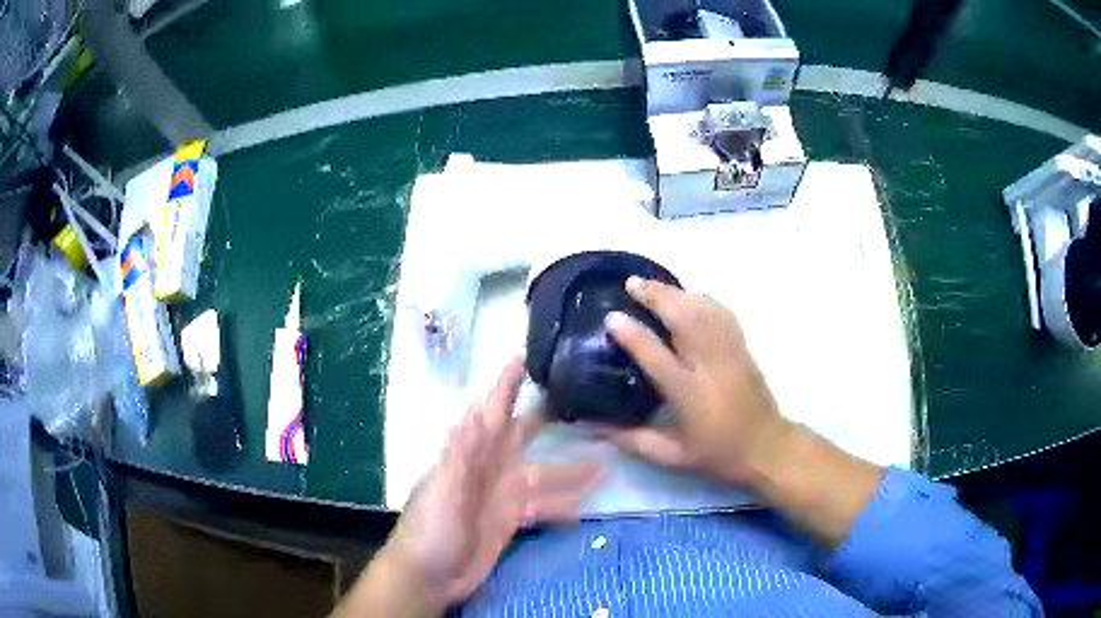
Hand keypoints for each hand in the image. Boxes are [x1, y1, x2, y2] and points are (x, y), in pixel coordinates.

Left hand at [381, 355, 600, 608]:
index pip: (491, 411)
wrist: (430, 577)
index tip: (527, 353)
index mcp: (470, 456)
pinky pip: (544, 508)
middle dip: (547, 415)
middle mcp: (490, 469)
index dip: (506, 383)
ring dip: (571, 470)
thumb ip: (459, 457)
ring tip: (606, 464)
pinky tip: (587, 507)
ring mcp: (502, 496)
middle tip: (581, 397)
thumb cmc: (430, 531)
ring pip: (543, 475)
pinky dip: (564, 506)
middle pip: (522, 435)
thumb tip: (474, 413)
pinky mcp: (511, 521)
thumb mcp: (443, 494)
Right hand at [600, 276, 792, 488]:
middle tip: (631, 284)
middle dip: (656, 297)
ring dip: (676, 292)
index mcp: (689, 395)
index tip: (611, 317)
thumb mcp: (671, 457)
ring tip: (652, 284)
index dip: (633, 335)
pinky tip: (688, 295)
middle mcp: (710, 366)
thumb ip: (632, 441)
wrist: (766, 446)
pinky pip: (722, 313)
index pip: (656, 357)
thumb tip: (594, 427)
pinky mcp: (742, 347)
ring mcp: (730, 352)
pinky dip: (702, 299)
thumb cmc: (717, 454)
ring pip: (703, 310)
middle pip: (683, 319)